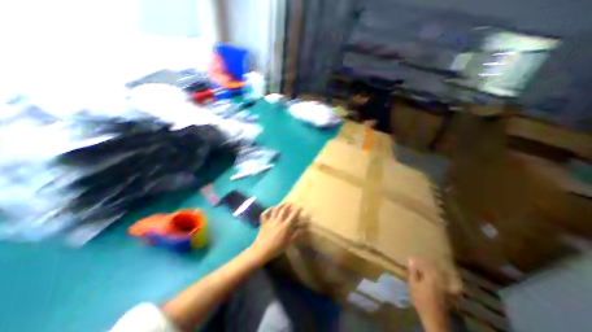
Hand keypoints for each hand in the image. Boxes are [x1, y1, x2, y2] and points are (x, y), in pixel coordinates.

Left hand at [247, 202, 304, 264]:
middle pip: (284, 210)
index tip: (300, 207)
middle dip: (288, 205)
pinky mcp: (263, 223)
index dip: (297, 210)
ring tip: (283, 203)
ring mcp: (270, 221)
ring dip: (280, 205)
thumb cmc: (276, 248)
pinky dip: (267, 210)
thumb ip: (296, 235)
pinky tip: (271, 208)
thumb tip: (303, 229)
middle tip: (291, 203)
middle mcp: (278, 221)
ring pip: (275, 210)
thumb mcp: (288, 242)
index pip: (293, 216)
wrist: (262, 250)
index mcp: (285, 226)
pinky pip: (264, 214)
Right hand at [410, 258, 445, 329]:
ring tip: (424, 268)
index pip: (426, 264)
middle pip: (434, 267)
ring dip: (431, 269)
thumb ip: (413, 272)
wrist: (434, 318)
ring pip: (438, 273)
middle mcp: (440, 280)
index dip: (419, 260)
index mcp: (432, 277)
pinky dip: (436, 276)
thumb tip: (411, 260)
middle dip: (426, 263)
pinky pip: (442, 279)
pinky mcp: (447, 292)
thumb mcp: (413, 285)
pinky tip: (431, 277)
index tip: (413, 258)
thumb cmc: (420, 300)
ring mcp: (445, 286)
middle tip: (418, 261)